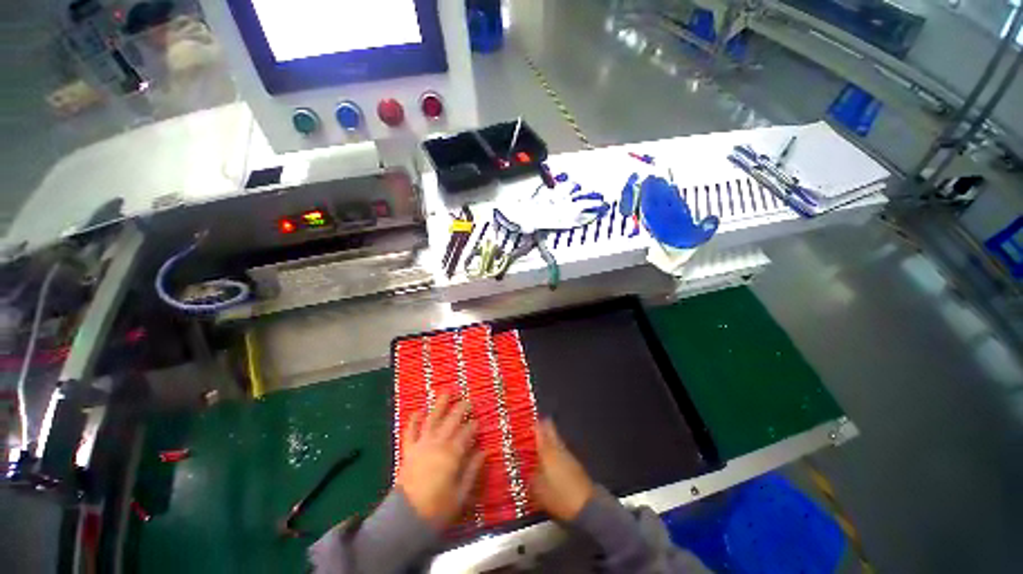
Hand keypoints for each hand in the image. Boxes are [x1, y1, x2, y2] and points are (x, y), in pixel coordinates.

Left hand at [396, 395, 483, 527]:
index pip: (466, 433)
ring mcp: (421, 445)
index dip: (474, 426)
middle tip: (468, 400)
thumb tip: (484, 452)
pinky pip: (410, 432)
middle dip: (461, 408)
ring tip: (447, 392)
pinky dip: (413, 421)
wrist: (404, 519)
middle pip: (451, 420)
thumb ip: (472, 470)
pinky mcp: (408, 451)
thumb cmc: (437, 509)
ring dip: (440, 405)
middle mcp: (437, 443)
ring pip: (432, 419)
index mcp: (452, 454)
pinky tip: (418, 411)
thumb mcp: (461, 494)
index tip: (479, 422)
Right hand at [531, 419, 593, 520]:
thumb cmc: (559, 497)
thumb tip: (527, 472)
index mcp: (548, 452)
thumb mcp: (538, 490)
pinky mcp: (576, 465)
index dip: (535, 424)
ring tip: (542, 442)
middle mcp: (559, 449)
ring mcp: (569, 456)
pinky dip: (556, 451)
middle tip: (537, 424)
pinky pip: (562, 452)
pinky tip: (552, 459)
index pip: (541, 431)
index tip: (530, 420)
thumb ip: (531, 478)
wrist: (587, 507)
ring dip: (550, 439)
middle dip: (544, 427)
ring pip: (557, 441)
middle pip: (551, 432)